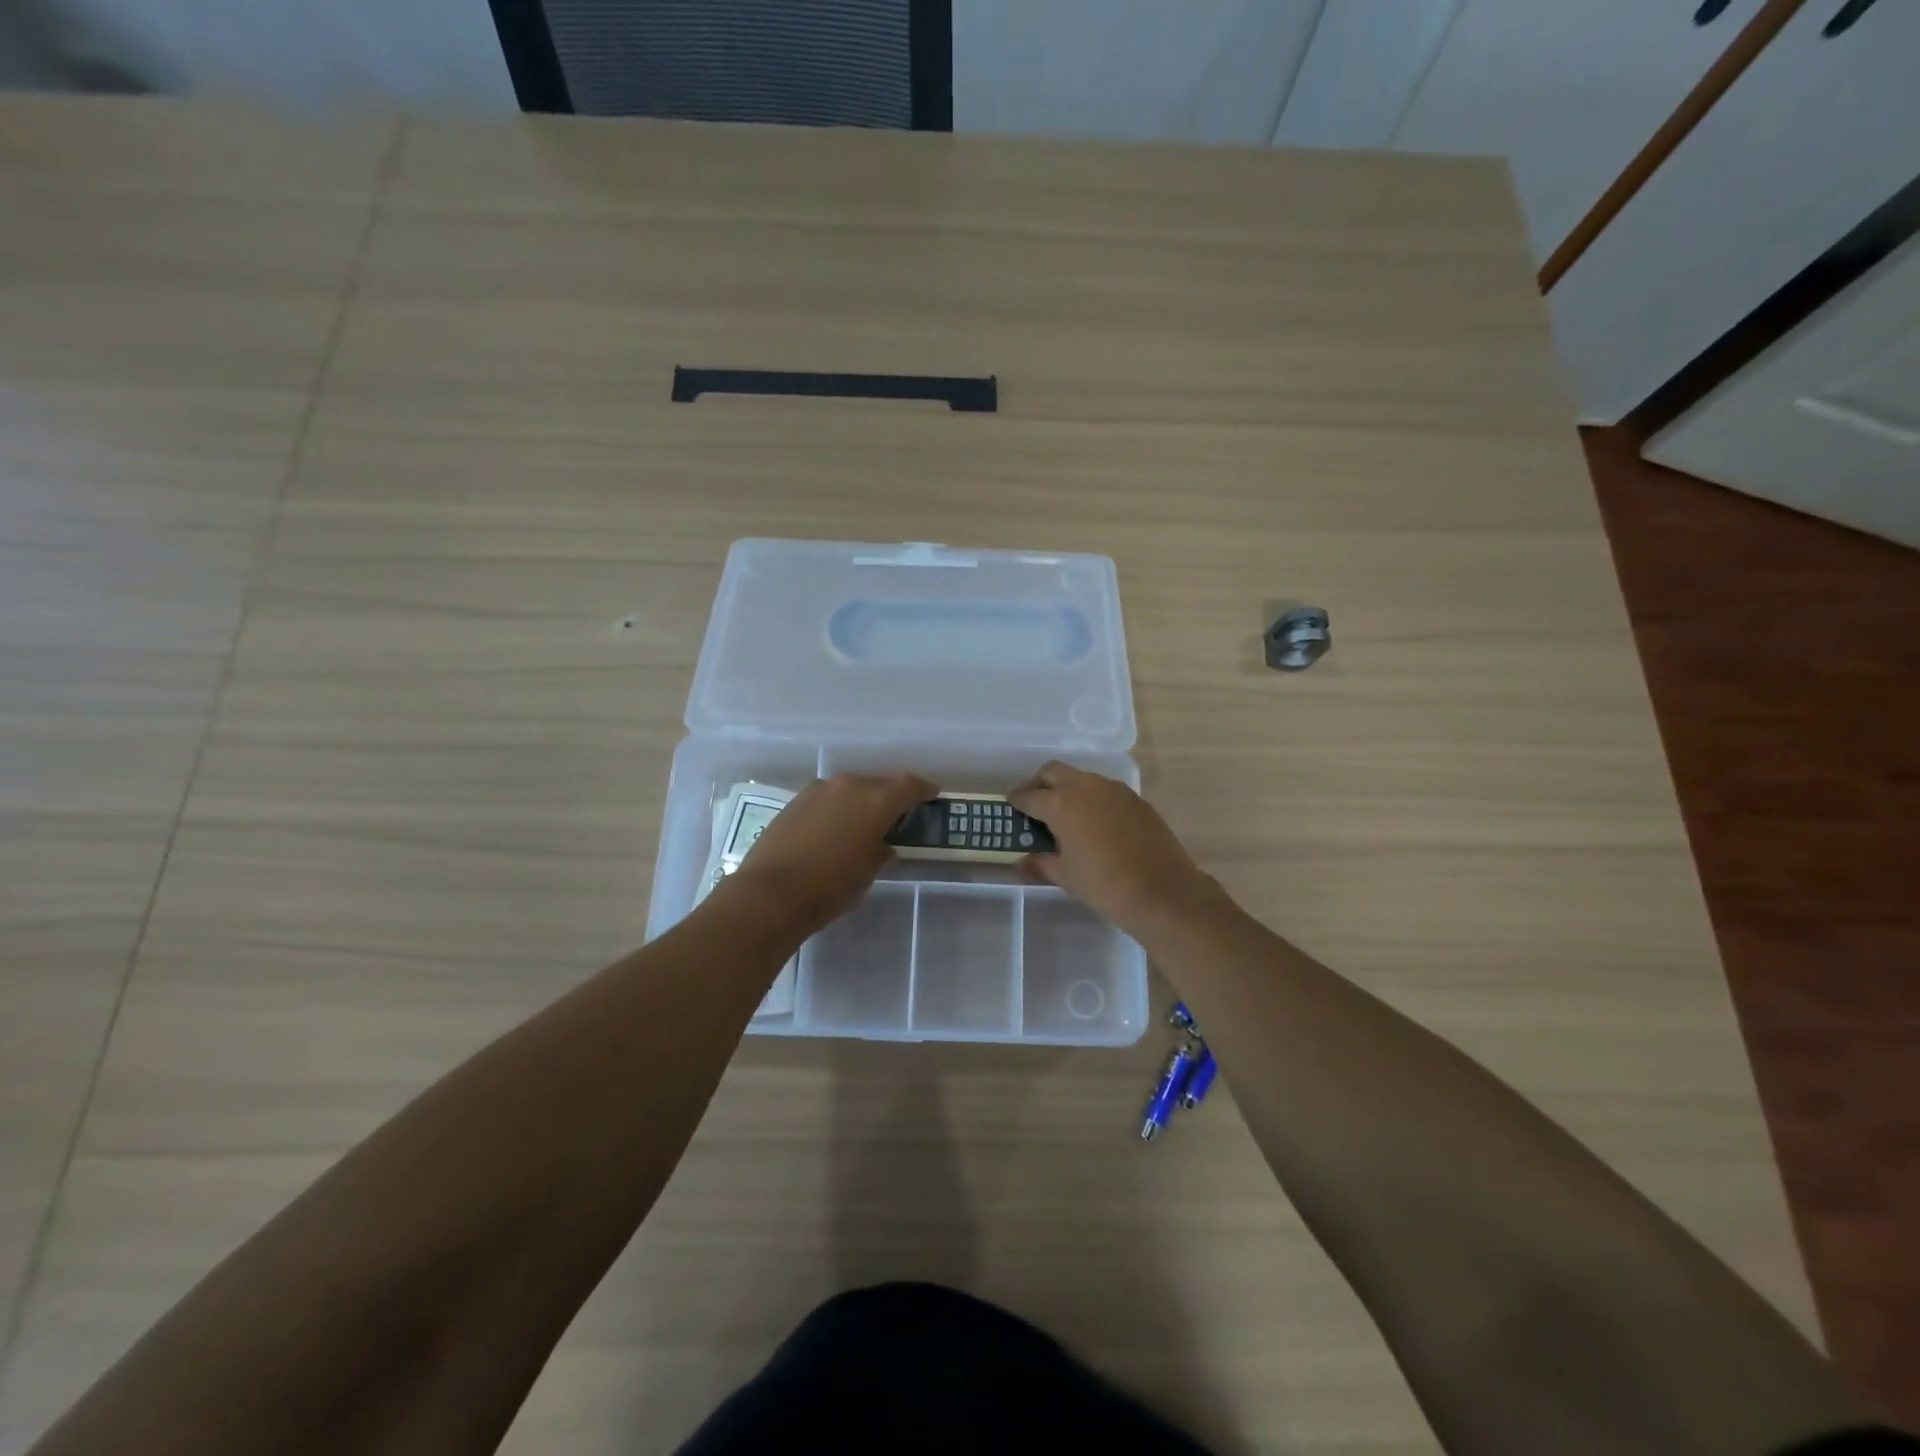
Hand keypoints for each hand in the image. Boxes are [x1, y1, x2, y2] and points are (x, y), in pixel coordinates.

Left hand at [730, 772, 935, 934]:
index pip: (908, 786)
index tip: (932, 794)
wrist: (770, 892)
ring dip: (862, 798)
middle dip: (892, 793)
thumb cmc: (830, 888)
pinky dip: (838, 806)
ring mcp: (819, 791)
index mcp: (875, 803)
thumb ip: (879, 852)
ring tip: (864, 818)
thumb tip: (882, 844)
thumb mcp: (866, 874)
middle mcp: (849, 787)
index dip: (923, 789)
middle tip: (898, 811)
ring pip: (851, 787)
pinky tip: (835, 825)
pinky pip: (828, 797)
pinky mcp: (796, 801)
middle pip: (879, 782)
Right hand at [1008, 762, 1217, 935]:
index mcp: (1061, 803)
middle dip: (1040, 783)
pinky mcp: (1137, 800)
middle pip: (1054, 772)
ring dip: (1069, 789)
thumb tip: (1022, 862)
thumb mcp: (1065, 876)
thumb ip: (1041, 864)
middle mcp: (1086, 787)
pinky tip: (1095, 823)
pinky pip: (1106, 792)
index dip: (1017, 799)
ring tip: (1065, 814)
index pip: (1030, 795)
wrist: (1162, 891)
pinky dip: (1093, 800)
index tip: (1010, 803)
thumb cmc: (1104, 884)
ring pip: (1083, 778)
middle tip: (1034, 802)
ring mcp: (1115, 790)